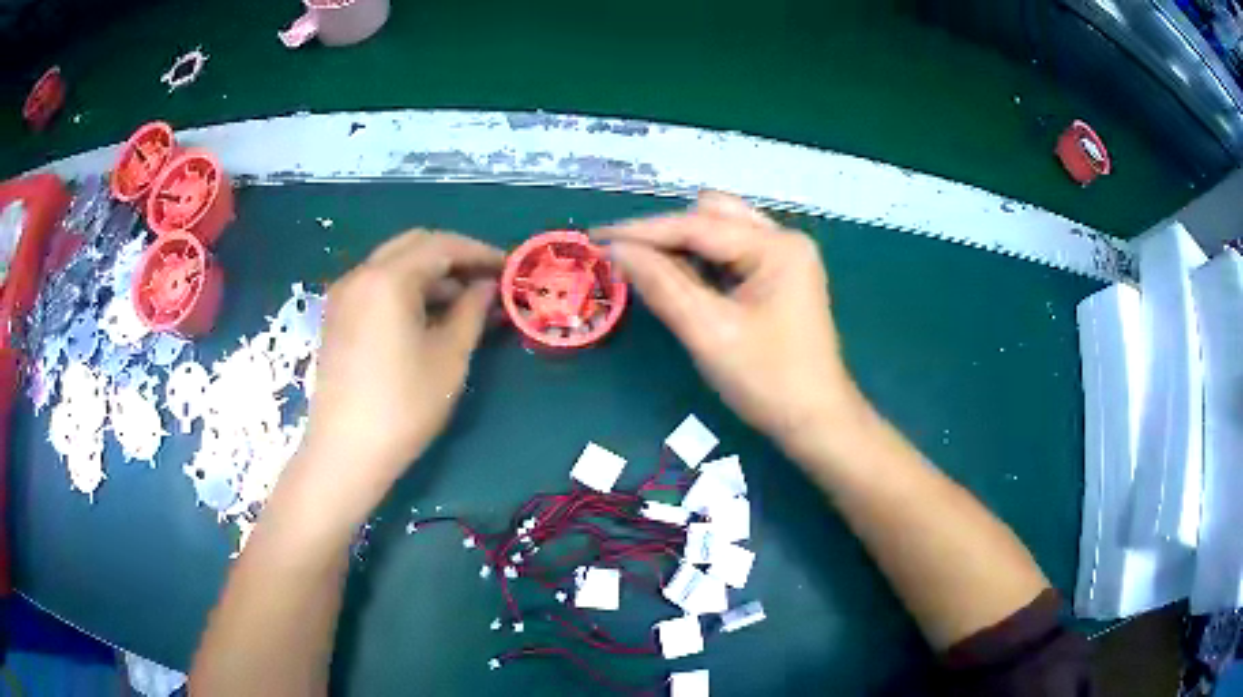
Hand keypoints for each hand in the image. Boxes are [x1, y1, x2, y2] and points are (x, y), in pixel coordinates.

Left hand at [293, 230, 503, 513]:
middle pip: (414, 246)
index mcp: (387, 278)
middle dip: (454, 257)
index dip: (479, 252)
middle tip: (486, 280)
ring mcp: (343, 296)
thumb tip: (487, 286)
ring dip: (430, 274)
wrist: (346, 452)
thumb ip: (472, 311)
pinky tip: (427, 316)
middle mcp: (360, 275)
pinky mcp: (336, 318)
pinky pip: (377, 286)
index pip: (441, 245)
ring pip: (393, 265)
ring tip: (464, 303)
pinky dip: (406, 289)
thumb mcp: (449, 357)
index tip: (509, 267)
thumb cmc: (404, 405)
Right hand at [597, 192, 860, 453]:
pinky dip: (703, 264)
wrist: (815, 422)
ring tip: (650, 273)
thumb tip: (616, 250)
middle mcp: (783, 240)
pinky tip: (683, 283)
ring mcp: (784, 258)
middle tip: (628, 261)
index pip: (697, 225)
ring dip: (683, 248)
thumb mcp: (709, 331)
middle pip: (712, 216)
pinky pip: (731, 255)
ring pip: (721, 233)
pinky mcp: (779, 278)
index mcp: (776, 247)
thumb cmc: (767, 381)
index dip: (642, 231)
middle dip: (667, 235)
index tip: (596, 236)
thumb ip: (661, 284)